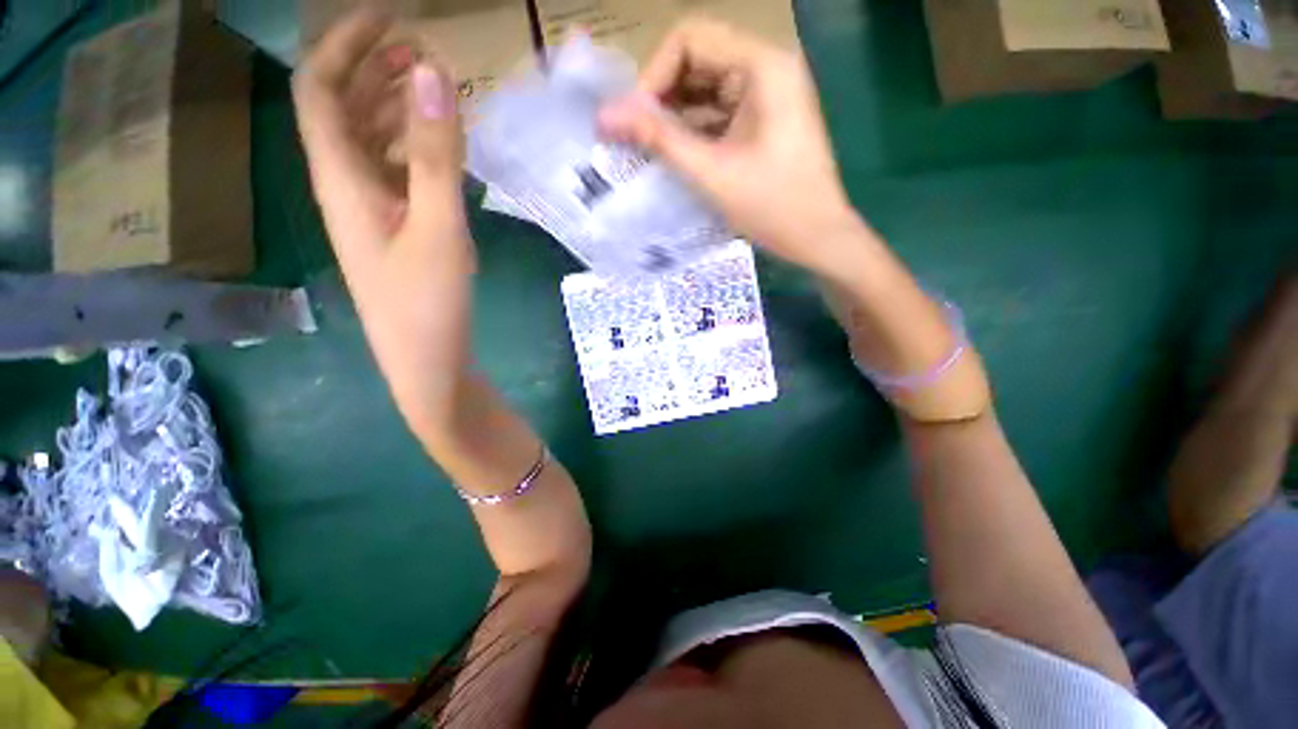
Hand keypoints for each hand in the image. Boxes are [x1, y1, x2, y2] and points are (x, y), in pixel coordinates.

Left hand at [293, 9, 475, 436]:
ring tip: (431, 86)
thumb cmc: (428, 303)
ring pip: (371, 142)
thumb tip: (431, 73)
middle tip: (419, 46)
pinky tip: (441, 147)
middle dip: (372, 68)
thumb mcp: (438, 227)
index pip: (321, 90)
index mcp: (342, 179)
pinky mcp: (396, 231)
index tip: (389, 17)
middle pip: (343, 110)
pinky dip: (414, 147)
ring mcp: (372, 211)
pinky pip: (395, 173)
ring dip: (394, 106)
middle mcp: (347, 187)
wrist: (428, 361)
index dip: (344, 45)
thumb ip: (436, 155)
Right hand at [598, 18, 860, 272]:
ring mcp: (767, 94)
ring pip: (706, 87)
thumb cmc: (772, 206)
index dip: (654, 75)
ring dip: (675, 115)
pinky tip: (676, 154)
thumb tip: (605, 116)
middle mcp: (766, 67)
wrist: (818, 238)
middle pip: (698, 59)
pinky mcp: (764, 119)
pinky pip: (719, 111)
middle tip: (638, 137)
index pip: (690, 39)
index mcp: (762, 66)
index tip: (637, 121)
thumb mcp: (711, 173)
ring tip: (651, 149)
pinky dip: (694, 129)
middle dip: (662, 96)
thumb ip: (659, 140)